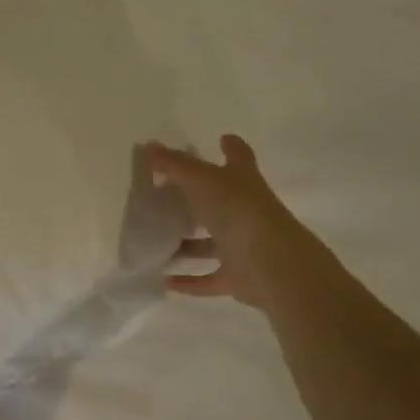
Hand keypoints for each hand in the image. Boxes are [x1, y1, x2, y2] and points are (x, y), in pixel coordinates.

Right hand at [144, 135, 307, 309]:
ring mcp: (243, 245)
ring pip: (212, 243)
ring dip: (188, 244)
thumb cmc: (238, 211)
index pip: (239, 158)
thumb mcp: (201, 180)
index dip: (231, 147)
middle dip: (198, 199)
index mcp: (243, 183)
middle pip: (221, 202)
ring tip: (156, 242)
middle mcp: (246, 211)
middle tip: (168, 195)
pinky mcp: (237, 276)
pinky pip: (208, 278)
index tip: (222, 138)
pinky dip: (188, 281)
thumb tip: (148, 146)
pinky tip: (163, 280)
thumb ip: (174, 164)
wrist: (272, 264)